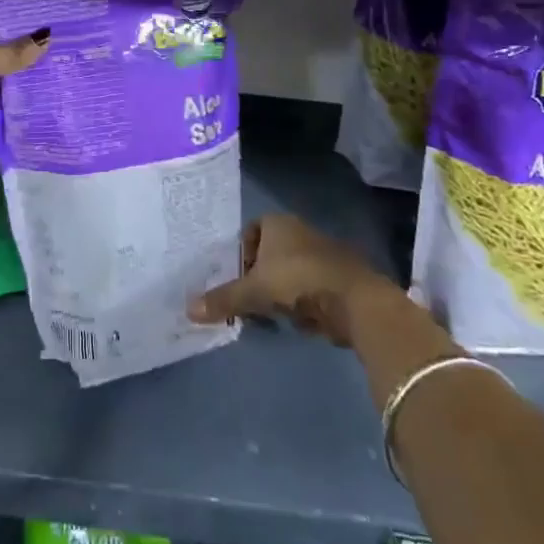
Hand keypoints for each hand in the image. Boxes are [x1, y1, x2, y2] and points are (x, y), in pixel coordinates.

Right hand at [188, 214, 396, 346]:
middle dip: (258, 277)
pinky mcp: (337, 276)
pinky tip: (297, 321)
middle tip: (248, 301)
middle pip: (269, 253)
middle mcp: (298, 231)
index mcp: (276, 223)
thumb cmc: (298, 281)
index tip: (236, 279)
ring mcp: (320, 252)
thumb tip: (188, 309)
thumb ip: (223, 299)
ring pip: (289, 271)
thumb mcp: (254, 292)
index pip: (249, 231)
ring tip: (271, 316)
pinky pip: (308, 287)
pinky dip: (301, 302)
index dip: (240, 254)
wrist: (355, 300)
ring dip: (279, 292)